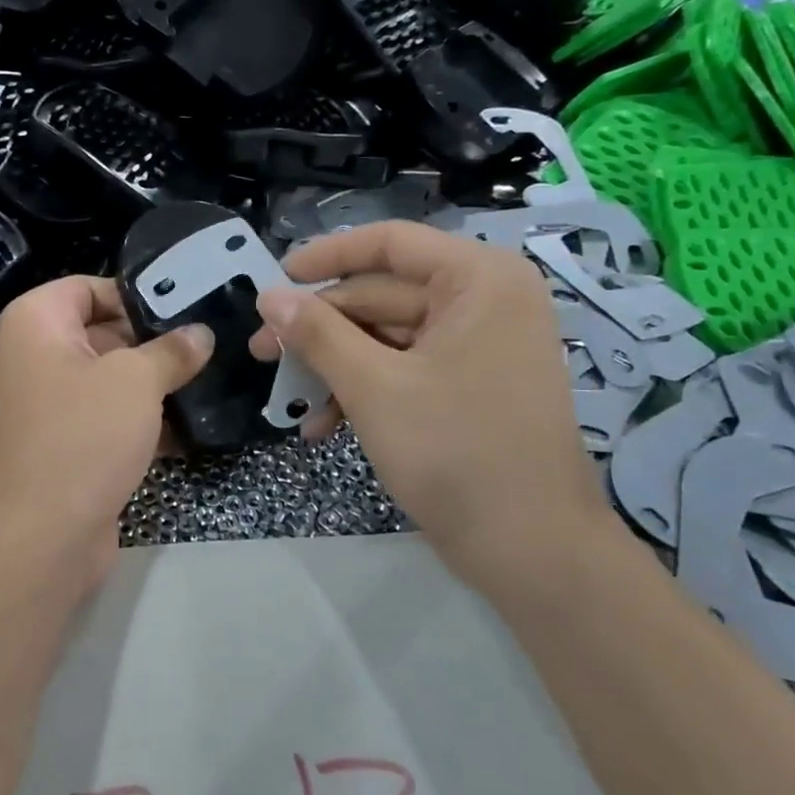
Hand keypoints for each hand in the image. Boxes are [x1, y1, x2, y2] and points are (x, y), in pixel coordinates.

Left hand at [0, 276, 211, 591]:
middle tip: (209, 346)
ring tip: (209, 383)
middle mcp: (35, 356)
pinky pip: (109, 418)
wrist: (42, 535)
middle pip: (103, 332)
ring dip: (154, 385)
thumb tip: (201, 333)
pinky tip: (190, 430)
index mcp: (36, 322)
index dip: (135, 296)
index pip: (88, 287)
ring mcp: (50, 404)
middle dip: (153, 343)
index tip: (185, 310)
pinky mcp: (67, 444)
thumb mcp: (135, 381)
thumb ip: (171, 351)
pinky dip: (143, 422)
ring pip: (110, 379)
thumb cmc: (83, 434)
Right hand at [249, 222, 605, 561]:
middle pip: (381, 293)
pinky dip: (363, 390)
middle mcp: (484, 300)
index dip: (326, 257)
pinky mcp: (469, 384)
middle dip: (319, 328)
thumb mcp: (374, 387)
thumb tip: (269, 295)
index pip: (390, 243)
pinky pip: (404, 368)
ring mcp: (478, 345)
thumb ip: (317, 333)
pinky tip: (322, 425)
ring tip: (287, 398)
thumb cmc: (456, 453)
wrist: (532, 552)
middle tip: (262, 352)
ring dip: (334, 366)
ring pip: (386, 336)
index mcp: (478, 280)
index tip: (275, 280)